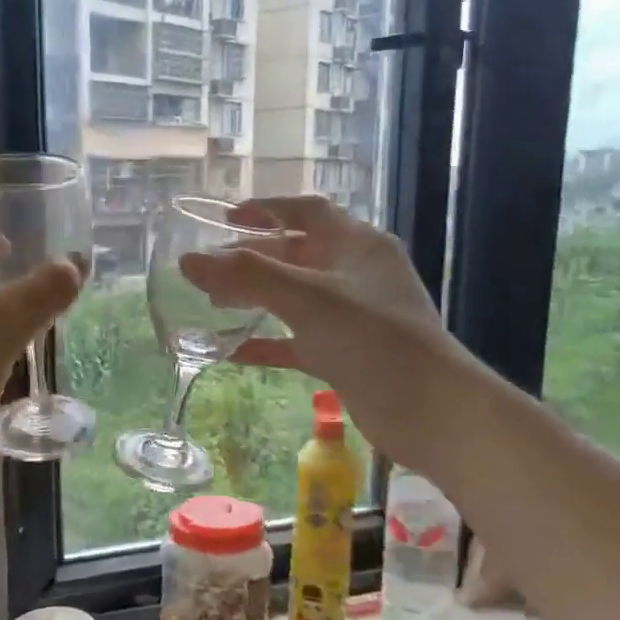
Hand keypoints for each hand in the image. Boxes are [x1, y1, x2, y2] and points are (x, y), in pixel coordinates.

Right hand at [181, 195, 464, 476]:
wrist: (430, 410)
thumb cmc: (373, 339)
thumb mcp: (308, 299)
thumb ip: (247, 277)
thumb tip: (188, 260)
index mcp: (357, 244)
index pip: (307, 211)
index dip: (266, 210)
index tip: (224, 218)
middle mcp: (356, 274)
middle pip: (296, 255)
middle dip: (253, 260)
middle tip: (209, 270)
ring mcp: (353, 316)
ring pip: (295, 299)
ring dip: (257, 300)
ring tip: (213, 304)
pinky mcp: (347, 354)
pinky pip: (298, 341)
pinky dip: (269, 343)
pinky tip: (233, 353)